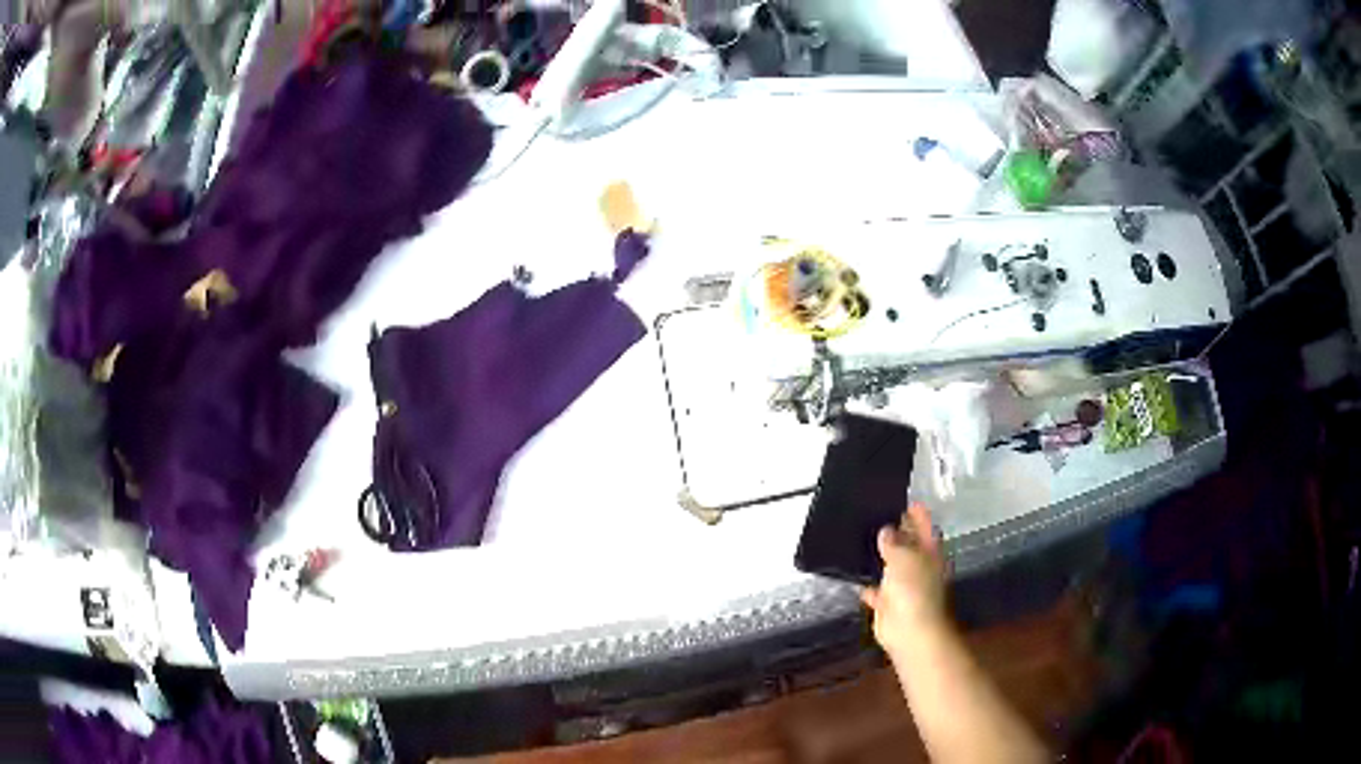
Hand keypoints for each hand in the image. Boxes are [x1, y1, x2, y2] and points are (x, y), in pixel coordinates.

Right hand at [860, 504, 947, 657]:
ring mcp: (904, 586)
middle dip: (895, 531)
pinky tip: (853, 573)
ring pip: (891, 565)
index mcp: (930, 552)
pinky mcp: (888, 603)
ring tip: (858, 537)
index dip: (916, 512)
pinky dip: (867, 583)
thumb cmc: (914, 590)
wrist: (910, 631)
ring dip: (879, 556)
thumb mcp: (904, 558)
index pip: (925, 526)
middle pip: (908, 544)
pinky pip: (877, 589)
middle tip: (873, 514)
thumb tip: (886, 530)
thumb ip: (894, 542)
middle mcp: (919, 566)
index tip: (900, 498)